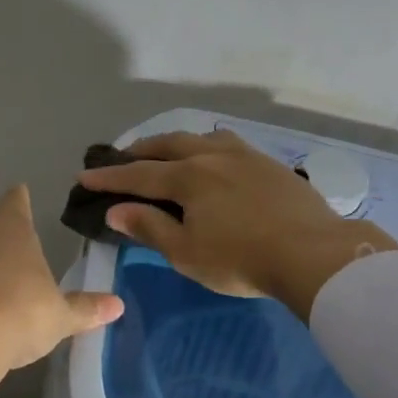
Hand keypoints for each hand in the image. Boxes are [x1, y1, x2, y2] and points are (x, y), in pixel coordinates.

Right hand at [78, 130, 397, 319]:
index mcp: (188, 177)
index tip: (85, 177)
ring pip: (201, 139)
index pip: (138, 174)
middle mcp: (212, 156)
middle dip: (140, 151)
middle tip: (122, 158)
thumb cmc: (241, 259)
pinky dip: (206, 147)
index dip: (109, 177)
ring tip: (166, 153)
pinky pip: (227, 145)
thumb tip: (117, 210)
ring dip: (175, 144)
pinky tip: (213, 159)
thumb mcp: (186, 252)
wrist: (313, 253)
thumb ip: (150, 227)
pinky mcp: (270, 164)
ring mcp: (245, 156)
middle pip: (168, 145)